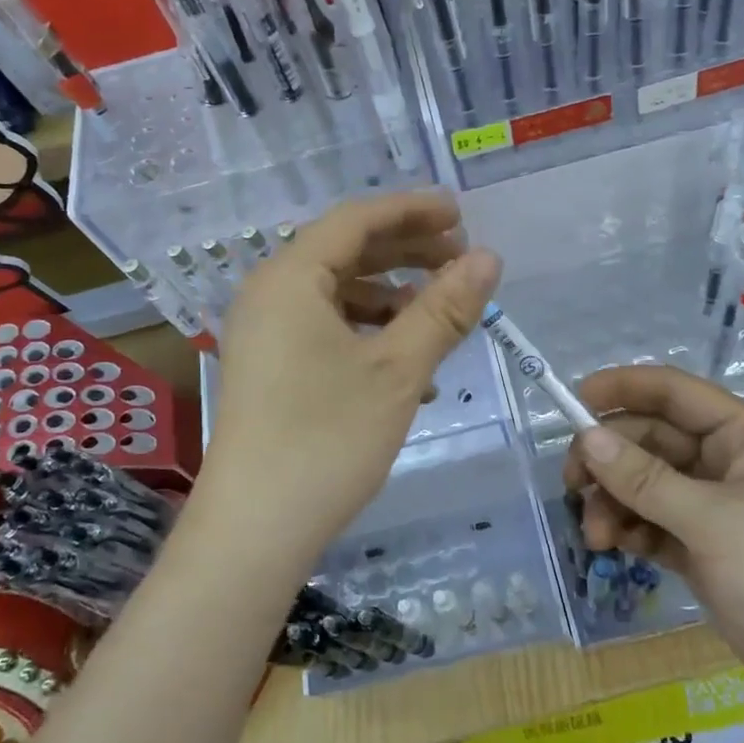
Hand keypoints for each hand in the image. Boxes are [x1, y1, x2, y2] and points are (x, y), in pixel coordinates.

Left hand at [196, 191, 500, 563]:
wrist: (255, 532)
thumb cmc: (327, 438)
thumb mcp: (398, 369)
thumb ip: (444, 308)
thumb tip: (489, 258)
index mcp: (289, 278)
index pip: (356, 219)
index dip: (412, 210)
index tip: (462, 214)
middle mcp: (270, 294)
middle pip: (346, 251)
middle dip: (406, 252)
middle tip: (461, 259)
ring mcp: (266, 334)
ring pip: (339, 293)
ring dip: (393, 297)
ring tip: (441, 315)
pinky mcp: (272, 368)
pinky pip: (327, 329)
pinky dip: (371, 334)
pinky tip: (411, 366)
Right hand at [564, 365, 743, 736]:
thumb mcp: (713, 521)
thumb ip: (645, 480)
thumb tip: (586, 438)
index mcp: (740, 435)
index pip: (672, 392)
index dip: (622, 388)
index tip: (571, 402)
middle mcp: (723, 462)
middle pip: (650, 440)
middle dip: (610, 460)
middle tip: (571, 485)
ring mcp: (712, 508)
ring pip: (644, 485)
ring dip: (614, 502)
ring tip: (595, 537)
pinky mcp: (702, 549)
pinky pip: (652, 523)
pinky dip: (630, 530)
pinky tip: (615, 548)